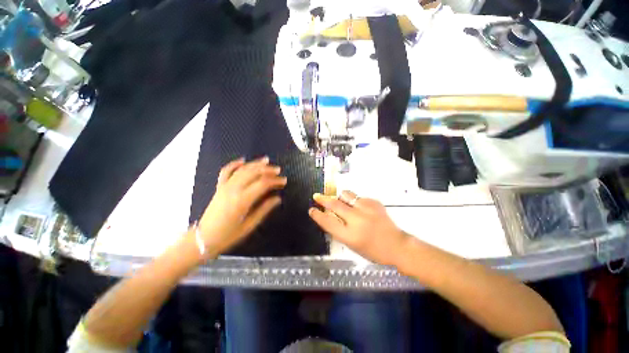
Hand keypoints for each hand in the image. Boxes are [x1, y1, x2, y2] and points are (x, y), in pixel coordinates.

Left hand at [197, 157, 286, 256]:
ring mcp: (224, 187)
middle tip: (278, 170)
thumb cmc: (228, 235)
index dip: (275, 181)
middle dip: (267, 170)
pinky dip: (234, 164)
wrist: (203, 239)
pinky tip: (243, 160)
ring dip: (255, 164)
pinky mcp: (219, 187)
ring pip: (242, 170)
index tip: (284, 181)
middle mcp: (233, 190)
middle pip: (253, 173)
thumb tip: (278, 198)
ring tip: (266, 160)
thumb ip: (264, 209)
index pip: (262, 184)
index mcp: (242, 200)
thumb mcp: (250, 225)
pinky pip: (226, 171)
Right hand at [308, 191, 409, 266]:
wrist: (397, 245)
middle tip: (317, 196)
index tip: (311, 210)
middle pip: (334, 205)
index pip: (328, 222)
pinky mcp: (374, 203)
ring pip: (346, 195)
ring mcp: (367, 209)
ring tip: (341, 201)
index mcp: (350, 235)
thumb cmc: (372, 250)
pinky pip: (358, 197)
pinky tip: (360, 208)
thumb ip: (339, 230)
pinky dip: (355, 201)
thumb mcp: (352, 245)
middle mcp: (357, 220)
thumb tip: (328, 216)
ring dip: (340, 197)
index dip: (317, 215)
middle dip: (323, 199)